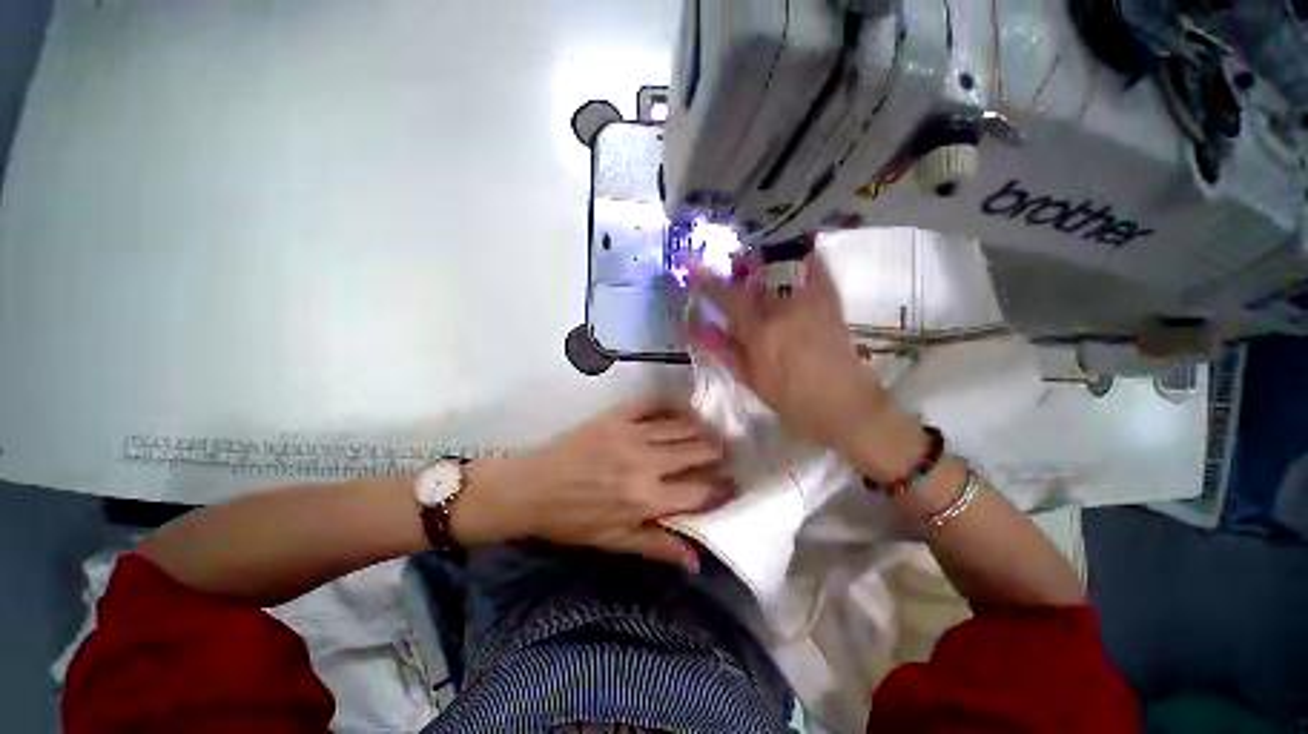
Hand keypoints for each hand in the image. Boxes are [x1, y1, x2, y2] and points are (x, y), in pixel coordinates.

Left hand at [451, 399, 731, 571]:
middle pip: (698, 452)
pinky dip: (673, 407)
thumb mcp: (613, 541)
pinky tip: (683, 411)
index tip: (732, 484)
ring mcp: (632, 434)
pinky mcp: (617, 416)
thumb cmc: (572, 520)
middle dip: (718, 454)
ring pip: (682, 426)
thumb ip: (657, 547)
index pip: (700, 491)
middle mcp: (646, 463)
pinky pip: (654, 404)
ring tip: (712, 432)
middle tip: (726, 455)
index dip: (722, 487)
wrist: (531, 487)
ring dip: (702, 429)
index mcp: (646, 499)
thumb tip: (697, 560)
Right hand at [689, 248, 927, 480]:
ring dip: (763, 263)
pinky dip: (801, 258)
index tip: (692, 263)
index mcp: (759, 331)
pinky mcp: (830, 300)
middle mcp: (782, 308)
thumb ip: (720, 348)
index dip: (706, 279)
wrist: (843, 405)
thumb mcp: (748, 377)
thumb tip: (693, 327)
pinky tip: (794, 257)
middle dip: (738, 267)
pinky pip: (815, 267)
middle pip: (753, 275)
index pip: (726, 295)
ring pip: (780, 267)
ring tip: (757, 266)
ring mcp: (809, 300)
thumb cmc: (790, 399)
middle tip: (731, 268)